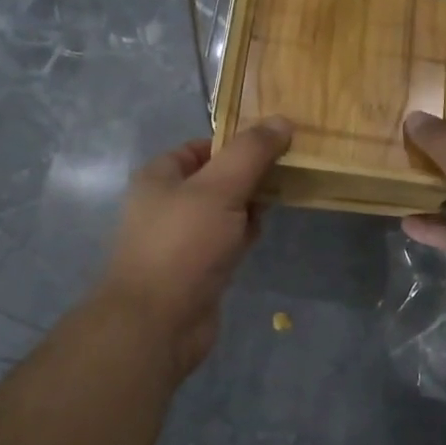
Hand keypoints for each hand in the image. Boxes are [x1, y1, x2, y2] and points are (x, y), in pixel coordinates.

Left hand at [96, 117, 292, 380]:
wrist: (156, 324)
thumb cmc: (183, 245)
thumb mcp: (221, 188)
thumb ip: (252, 152)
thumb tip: (282, 120)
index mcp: (161, 176)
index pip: (205, 146)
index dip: (239, 142)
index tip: (278, 142)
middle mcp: (167, 203)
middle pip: (218, 177)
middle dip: (251, 174)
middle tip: (289, 170)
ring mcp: (181, 238)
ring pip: (226, 210)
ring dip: (251, 205)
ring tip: (283, 198)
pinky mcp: (197, 268)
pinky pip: (226, 240)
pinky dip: (244, 235)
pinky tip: (261, 235)